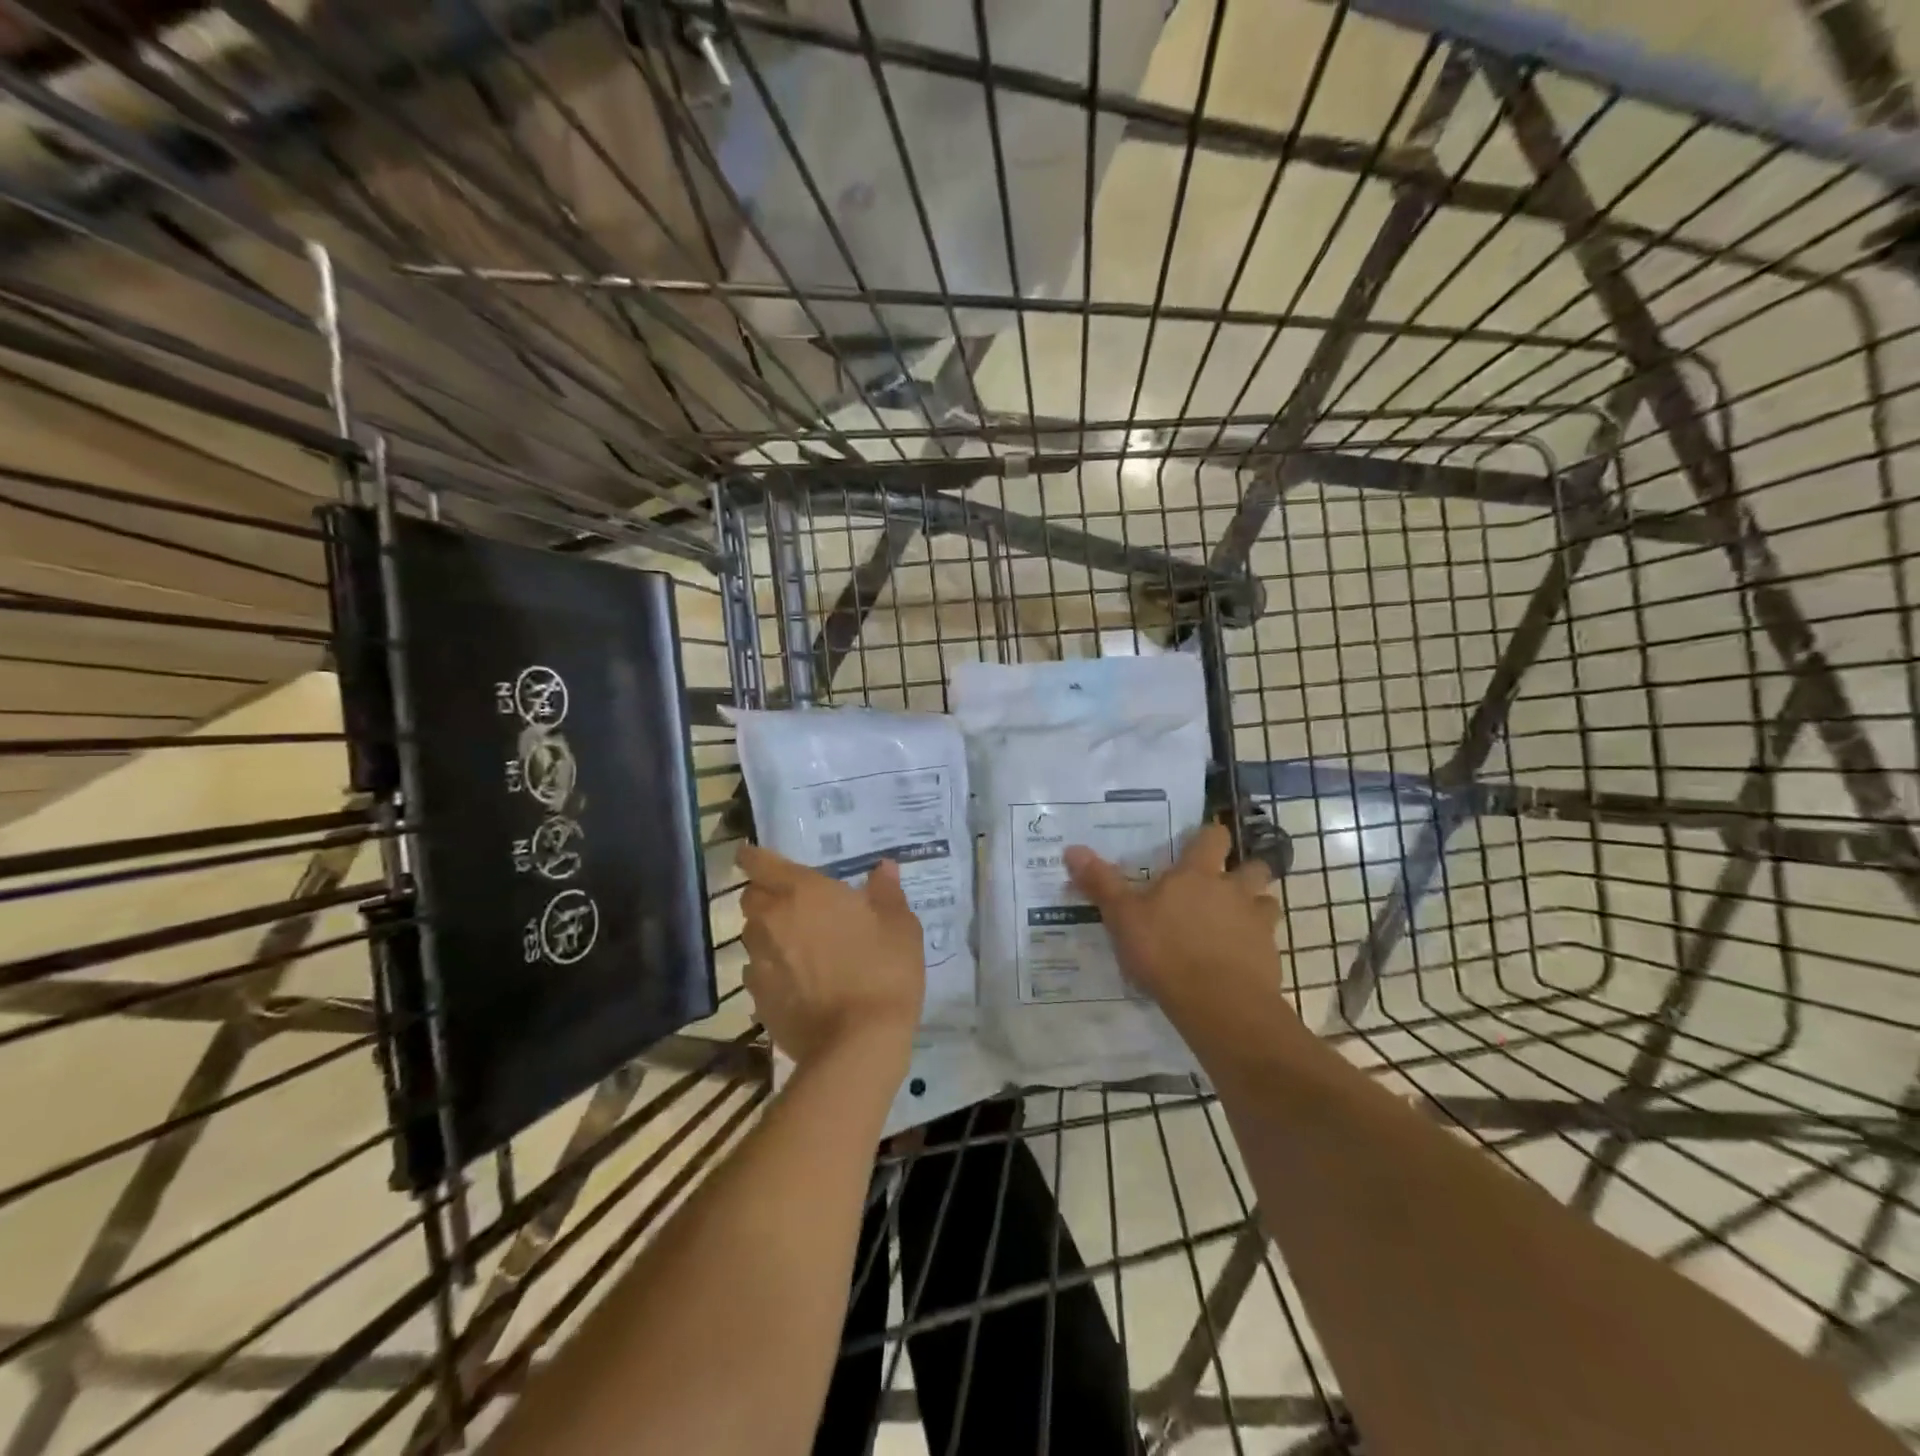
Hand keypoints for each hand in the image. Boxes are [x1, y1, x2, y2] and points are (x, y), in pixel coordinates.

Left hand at [736, 844, 925, 1071]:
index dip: (754, 856)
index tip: (754, 855)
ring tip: (798, 946)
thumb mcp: (900, 925)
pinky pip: (758, 974)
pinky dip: (772, 972)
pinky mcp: (758, 1000)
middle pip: (751, 899)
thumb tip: (884, 868)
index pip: (759, 863)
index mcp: (803, 892)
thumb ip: (886, 892)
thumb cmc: (884, 970)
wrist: (858, 1044)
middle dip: (765, 896)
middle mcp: (772, 921)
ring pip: (753, 937)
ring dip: (769, 935)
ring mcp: (760, 963)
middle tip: (793, 904)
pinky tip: (798, 984)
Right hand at [1064, 822, 1289, 1031]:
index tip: (1204, 840)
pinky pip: (1268, 943)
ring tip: (1237, 922)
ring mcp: (1258, 924)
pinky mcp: (1270, 958)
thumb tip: (1071, 848)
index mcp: (1198, 874)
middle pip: (1255, 867)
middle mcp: (1234, 891)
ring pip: (1267, 903)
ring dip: (1256, 908)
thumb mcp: (1122, 916)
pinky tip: (1238, 961)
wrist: (1218, 1004)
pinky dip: (1256, 947)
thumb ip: (1101, 883)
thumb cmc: (1165, 951)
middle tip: (1227, 883)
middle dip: (1246, 871)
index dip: (1210, 836)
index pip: (1214, 838)